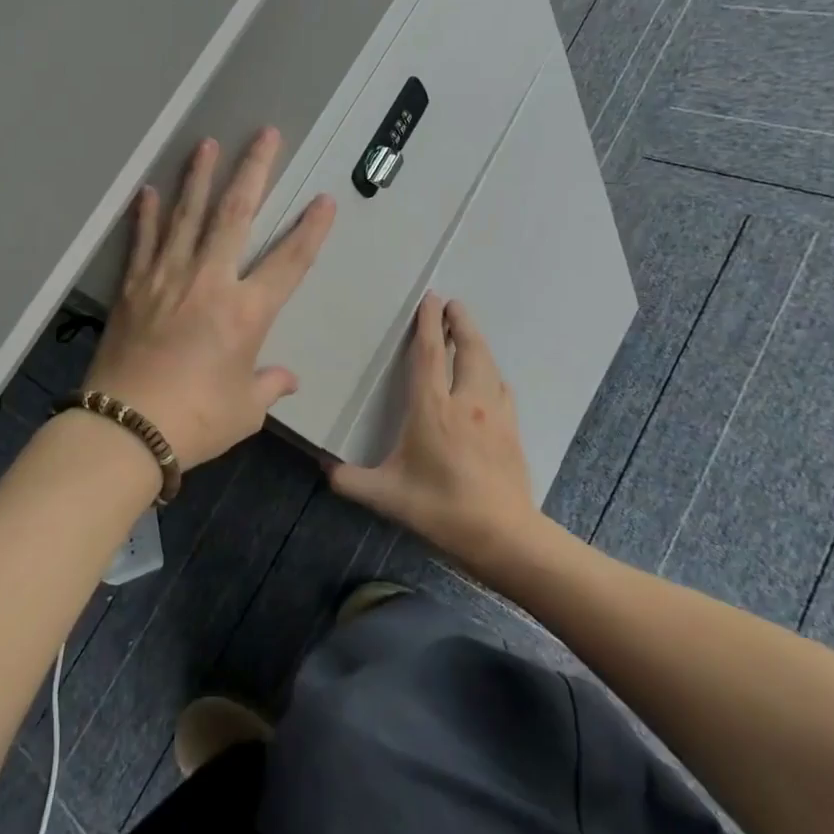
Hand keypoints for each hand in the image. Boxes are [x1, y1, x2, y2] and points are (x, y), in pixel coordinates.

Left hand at [84, 128, 336, 466]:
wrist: (125, 429)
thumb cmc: (196, 420)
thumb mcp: (245, 410)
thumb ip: (268, 385)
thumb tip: (287, 379)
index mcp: (246, 312)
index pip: (289, 262)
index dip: (310, 230)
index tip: (324, 200)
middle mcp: (209, 282)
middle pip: (236, 215)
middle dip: (254, 171)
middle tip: (265, 135)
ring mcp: (166, 279)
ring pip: (187, 216)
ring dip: (199, 177)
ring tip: (207, 144)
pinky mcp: (133, 288)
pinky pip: (142, 242)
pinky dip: (145, 215)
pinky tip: (148, 191)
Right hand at [329, 294, 541, 574]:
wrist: (503, 535)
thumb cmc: (440, 509)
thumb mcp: (386, 496)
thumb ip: (349, 480)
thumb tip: (323, 465)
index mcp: (433, 409)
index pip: (430, 355)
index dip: (429, 324)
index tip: (431, 298)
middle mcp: (466, 401)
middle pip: (468, 349)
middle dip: (460, 322)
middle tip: (452, 303)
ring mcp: (494, 414)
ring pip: (488, 364)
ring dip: (477, 342)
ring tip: (467, 331)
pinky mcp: (511, 429)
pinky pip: (500, 386)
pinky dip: (490, 370)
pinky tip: (487, 377)